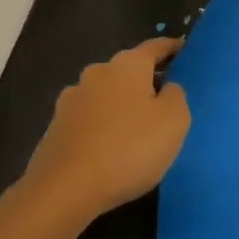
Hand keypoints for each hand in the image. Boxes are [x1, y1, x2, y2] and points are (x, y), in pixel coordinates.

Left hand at [26, 38, 190, 222]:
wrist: (64, 190)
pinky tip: (108, 148)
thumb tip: (167, 88)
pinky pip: (88, 120)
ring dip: (120, 104)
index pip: (155, 47)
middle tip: (163, 99)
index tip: (183, 48)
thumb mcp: (174, 121)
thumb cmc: (129, 148)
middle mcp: (97, 72)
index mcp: (128, 65)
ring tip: (134, 129)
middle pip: (128, 70)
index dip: (171, 47)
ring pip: (105, 95)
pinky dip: (101, 126)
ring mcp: (71, 100)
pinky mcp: (55, 128)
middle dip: (144, 80)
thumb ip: (176, 95)